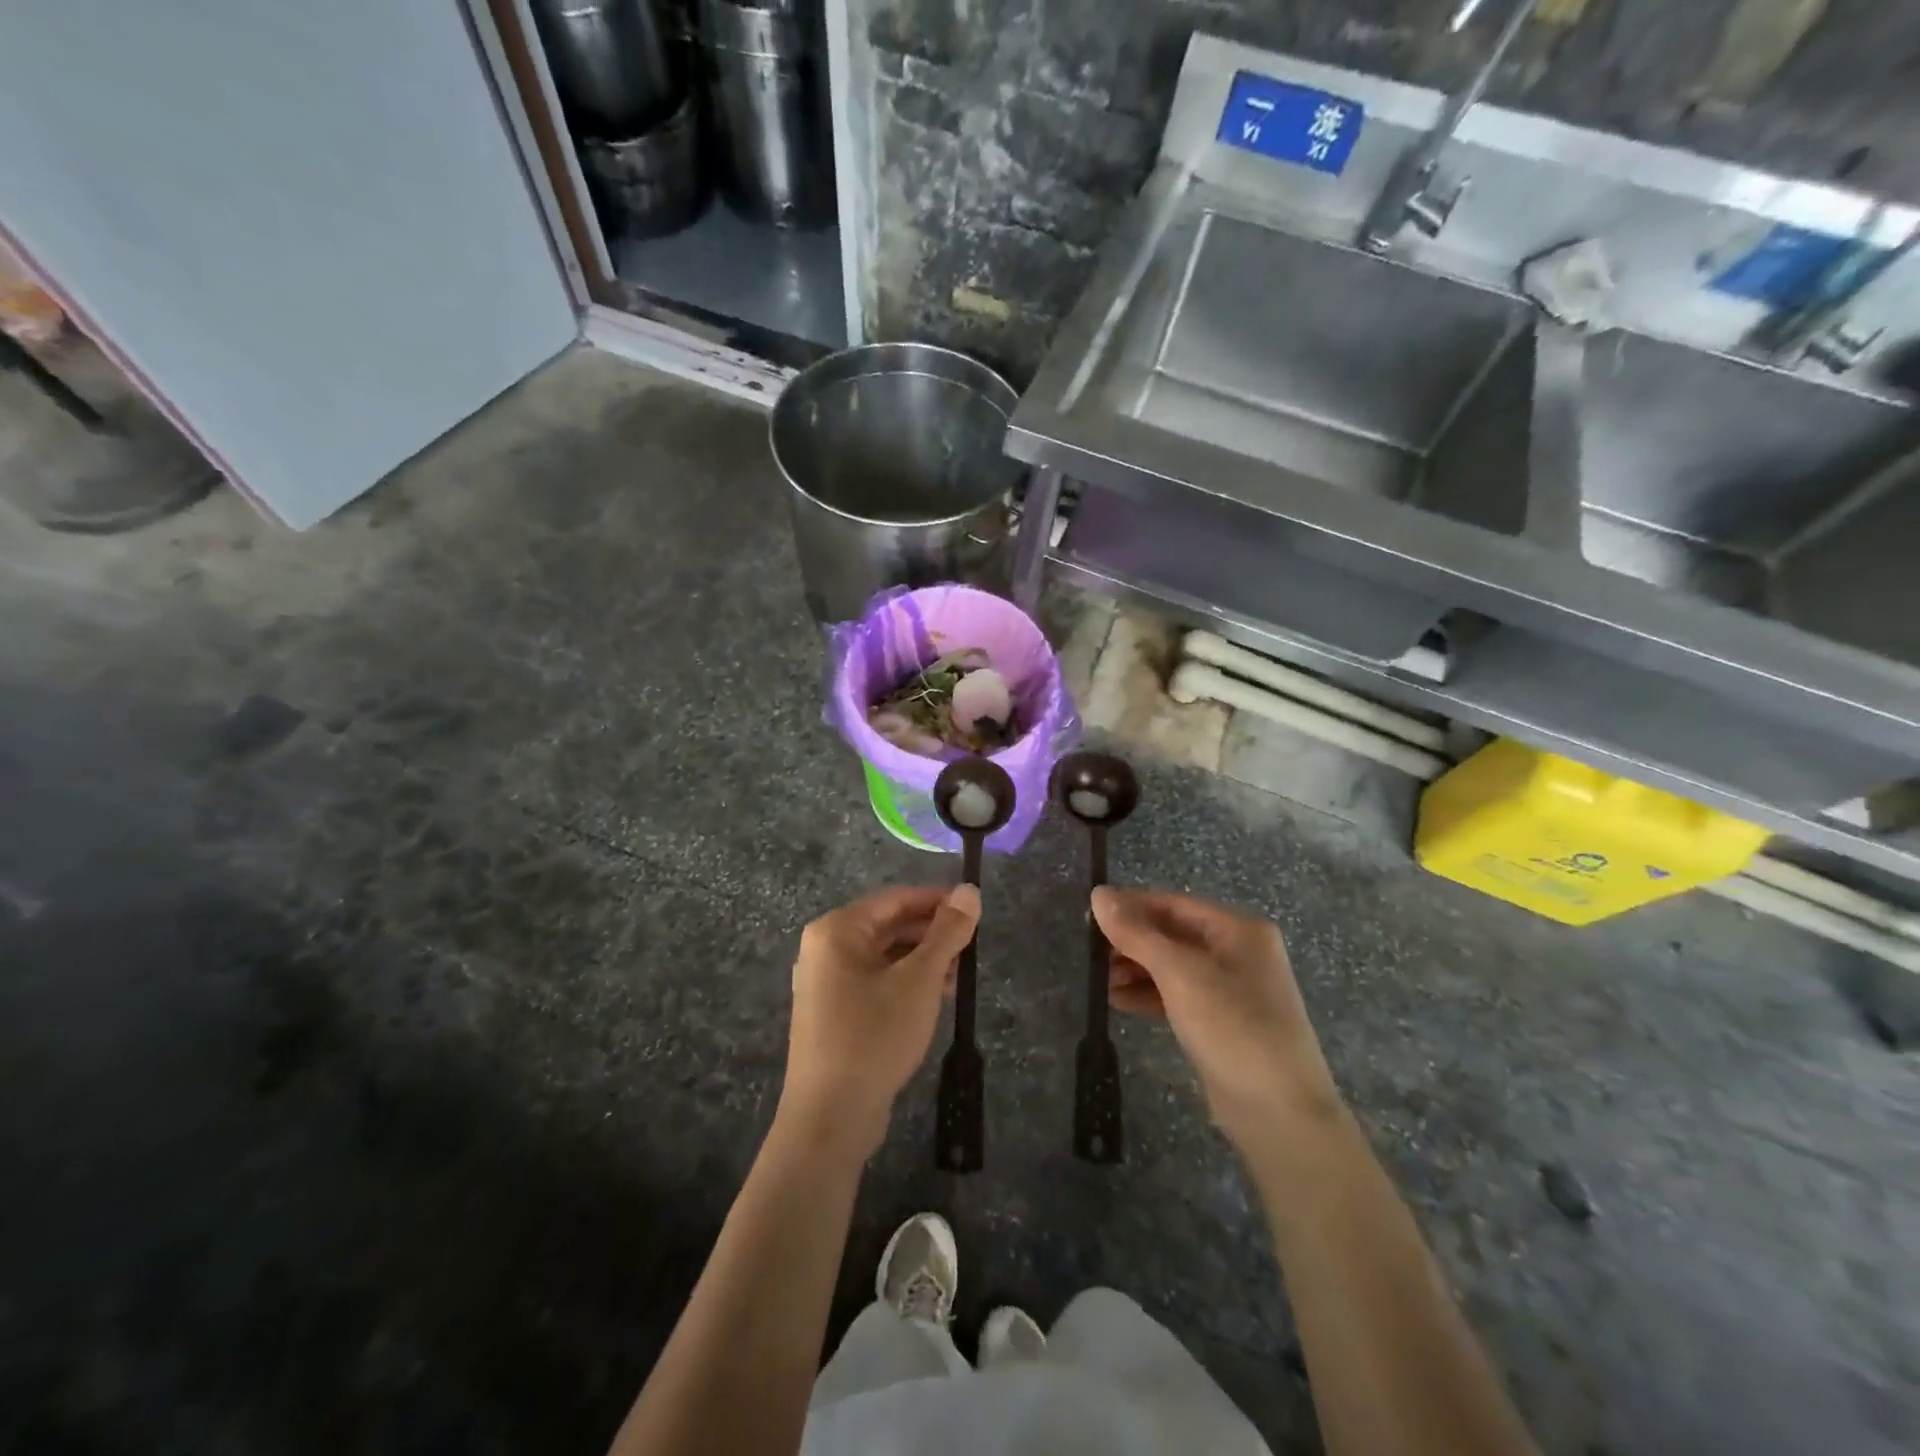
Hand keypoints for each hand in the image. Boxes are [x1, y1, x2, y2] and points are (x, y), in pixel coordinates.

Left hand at [779, 884, 981, 1158]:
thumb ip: (947, 932)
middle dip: (931, 934)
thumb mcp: (920, 980)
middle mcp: (825, 948)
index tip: (975, 909)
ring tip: (959, 974)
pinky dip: (904, 982)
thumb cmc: (874, 1035)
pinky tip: (935, 997)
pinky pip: (874, 981)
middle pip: (888, 926)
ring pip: (884, 956)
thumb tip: (970, 890)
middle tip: (971, 946)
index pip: (896, 899)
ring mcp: (825, 982)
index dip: (938, 901)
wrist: (830, 1117)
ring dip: (922, 960)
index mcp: (837, 929)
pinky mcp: (832, 1012)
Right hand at [1092, 887, 1342, 1155]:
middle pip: (1173, 933)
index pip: (1173, 903)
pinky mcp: (1222, 1021)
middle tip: (1090, 954)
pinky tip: (1118, 1001)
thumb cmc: (1233, 1028)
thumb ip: (1137, 933)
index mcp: (1238, 929)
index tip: (1088, 915)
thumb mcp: (1180, 974)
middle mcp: (1238, 951)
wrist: (1280, 1115)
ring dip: (1136, 969)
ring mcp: (1232, 989)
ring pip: (1173, 965)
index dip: (1130, 906)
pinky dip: (1149, 994)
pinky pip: (1178, 995)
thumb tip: (1098, 894)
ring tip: (1099, 981)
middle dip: (1131, 941)